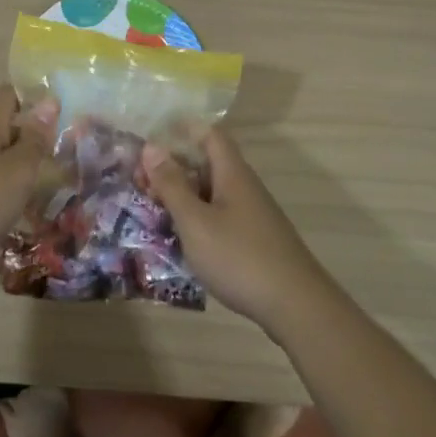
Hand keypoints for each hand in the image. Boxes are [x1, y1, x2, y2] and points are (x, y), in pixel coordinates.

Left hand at [0, 86, 57, 262]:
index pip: (10, 93)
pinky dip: (1, 185)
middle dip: (31, 136)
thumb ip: (34, 139)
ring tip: (42, 182)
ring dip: (17, 163)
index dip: (35, 97)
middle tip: (61, 154)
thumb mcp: (17, 170)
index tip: (61, 112)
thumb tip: (48, 102)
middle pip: (4, 125)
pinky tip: (12, 204)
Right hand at [142, 129, 334, 330]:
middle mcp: (244, 187)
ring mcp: (252, 214)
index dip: (181, 130)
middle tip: (140, 182)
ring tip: (152, 209)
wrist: (296, 306)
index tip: (150, 140)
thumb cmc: (239, 257)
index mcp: (232, 173)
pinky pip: (219, 215)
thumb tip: (151, 146)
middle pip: (207, 163)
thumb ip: (172, 185)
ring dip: (183, 195)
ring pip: (211, 192)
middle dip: (174, 168)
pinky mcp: (254, 239)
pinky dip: (196, 218)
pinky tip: (180, 238)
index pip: (209, 134)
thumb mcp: (195, 221)